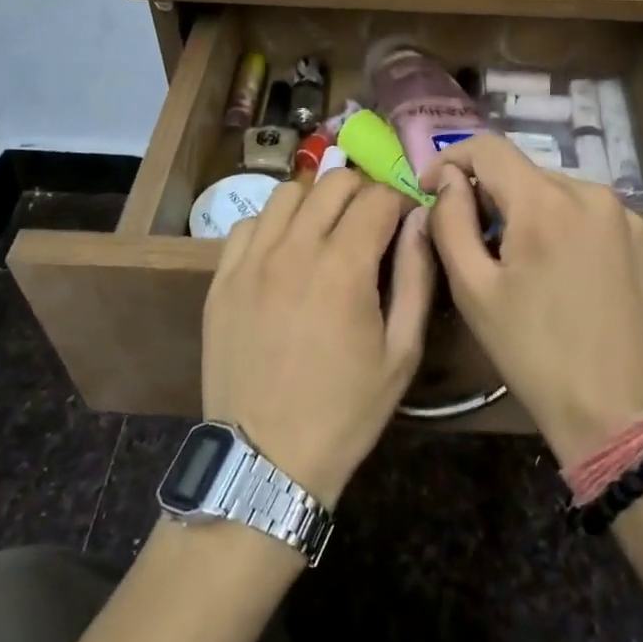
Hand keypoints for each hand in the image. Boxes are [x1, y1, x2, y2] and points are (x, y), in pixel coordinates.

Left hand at [202, 171, 435, 505]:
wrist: (266, 459)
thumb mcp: (402, 352)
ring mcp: (251, 262)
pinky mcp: (222, 279)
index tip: (406, 222)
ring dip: (317, 202)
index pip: (378, 197)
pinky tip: (284, 254)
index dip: (401, 202)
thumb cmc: (345, 411)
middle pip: (333, 182)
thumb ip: (416, 276)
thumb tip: (420, 220)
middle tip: (371, 224)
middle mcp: (293, 250)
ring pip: (288, 193)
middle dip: (363, 192)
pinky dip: (273, 225)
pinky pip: (248, 224)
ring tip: (327, 233)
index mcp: (344, 267)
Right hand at [421, 136, 642, 465]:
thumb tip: (448, 178)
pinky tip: (563, 272)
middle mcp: (592, 193)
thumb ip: (451, 221)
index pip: (488, 147)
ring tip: (520, 263)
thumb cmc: (533, 353)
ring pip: (558, 193)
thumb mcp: (473, 290)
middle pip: (524, 172)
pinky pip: (591, 214)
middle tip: (473, 241)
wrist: (618, 411)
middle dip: (491, 195)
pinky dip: (566, 227)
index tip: (432, 188)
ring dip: (529, 212)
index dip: (451, 159)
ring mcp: (626, 215)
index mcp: (545, 202)